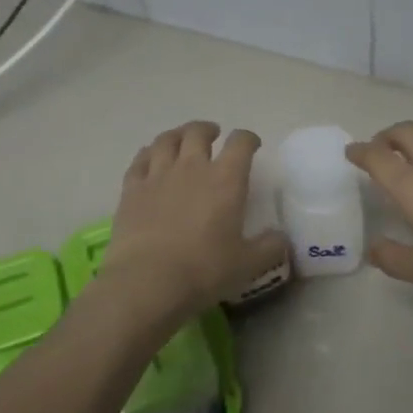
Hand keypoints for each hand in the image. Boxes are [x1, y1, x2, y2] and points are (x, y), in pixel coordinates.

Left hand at [102, 121, 288, 316]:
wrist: (148, 281)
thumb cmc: (204, 270)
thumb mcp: (248, 264)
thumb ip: (270, 247)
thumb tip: (281, 238)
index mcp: (226, 180)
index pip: (240, 144)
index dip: (248, 139)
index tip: (252, 144)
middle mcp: (192, 168)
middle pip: (198, 133)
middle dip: (208, 130)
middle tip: (213, 136)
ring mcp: (158, 176)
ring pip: (166, 140)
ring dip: (177, 135)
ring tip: (181, 140)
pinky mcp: (131, 190)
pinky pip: (139, 160)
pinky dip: (147, 154)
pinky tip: (150, 158)